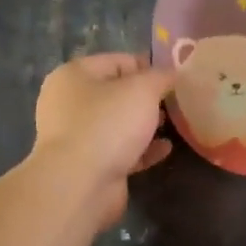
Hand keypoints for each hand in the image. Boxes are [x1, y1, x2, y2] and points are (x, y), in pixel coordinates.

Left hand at [31, 53, 174, 228]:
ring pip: (119, 124)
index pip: (118, 61)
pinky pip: (120, 150)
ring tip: (174, 125)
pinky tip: (165, 149)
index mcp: (74, 75)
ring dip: (145, 125)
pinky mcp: (88, 164)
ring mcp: (77, 136)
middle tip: (176, 103)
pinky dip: (142, 149)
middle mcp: (69, 103)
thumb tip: (172, 73)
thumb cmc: (108, 124)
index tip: (176, 79)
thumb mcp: (142, 89)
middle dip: (148, 98)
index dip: (149, 67)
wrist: (81, 184)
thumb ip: (161, 77)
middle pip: (117, 93)